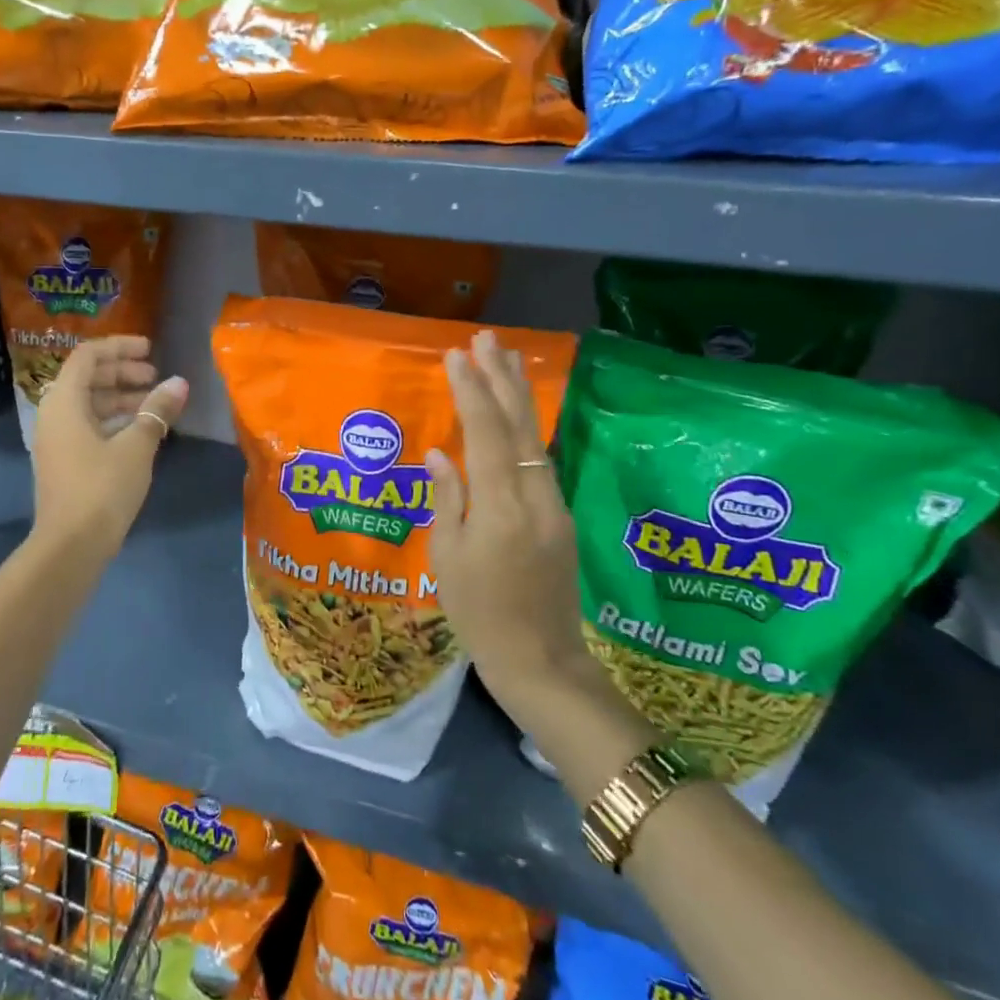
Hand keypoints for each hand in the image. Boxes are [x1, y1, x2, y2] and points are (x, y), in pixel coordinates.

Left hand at [30, 336, 188, 563]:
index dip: (120, 347)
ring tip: (154, 403)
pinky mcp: (63, 461)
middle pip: (87, 378)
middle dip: (122, 372)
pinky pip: (87, 426)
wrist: (70, 546)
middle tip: (156, 377)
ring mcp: (56, 440)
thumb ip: (157, 410)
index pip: (88, 356)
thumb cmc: (102, 489)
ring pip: (89, 404)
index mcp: (64, 401)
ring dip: (121, 397)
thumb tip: (179, 383)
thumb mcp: (137, 446)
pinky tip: (140, 431)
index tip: (150, 350)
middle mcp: (54, 414)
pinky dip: (113, 420)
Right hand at [427, 330, 591, 697]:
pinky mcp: (560, 516)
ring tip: (506, 359)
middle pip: (519, 424)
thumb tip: (440, 452)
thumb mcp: (447, 558)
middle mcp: (534, 495)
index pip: (485, 432)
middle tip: (488, 338)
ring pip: (535, 437)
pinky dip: (525, 427)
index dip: (471, 390)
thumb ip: (446, 498)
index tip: (457, 354)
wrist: (540, 660)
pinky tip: (517, 413)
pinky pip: (540, 459)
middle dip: (502, 377)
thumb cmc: (478, 614)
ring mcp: (554, 505)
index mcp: (500, 506)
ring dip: (519, 396)